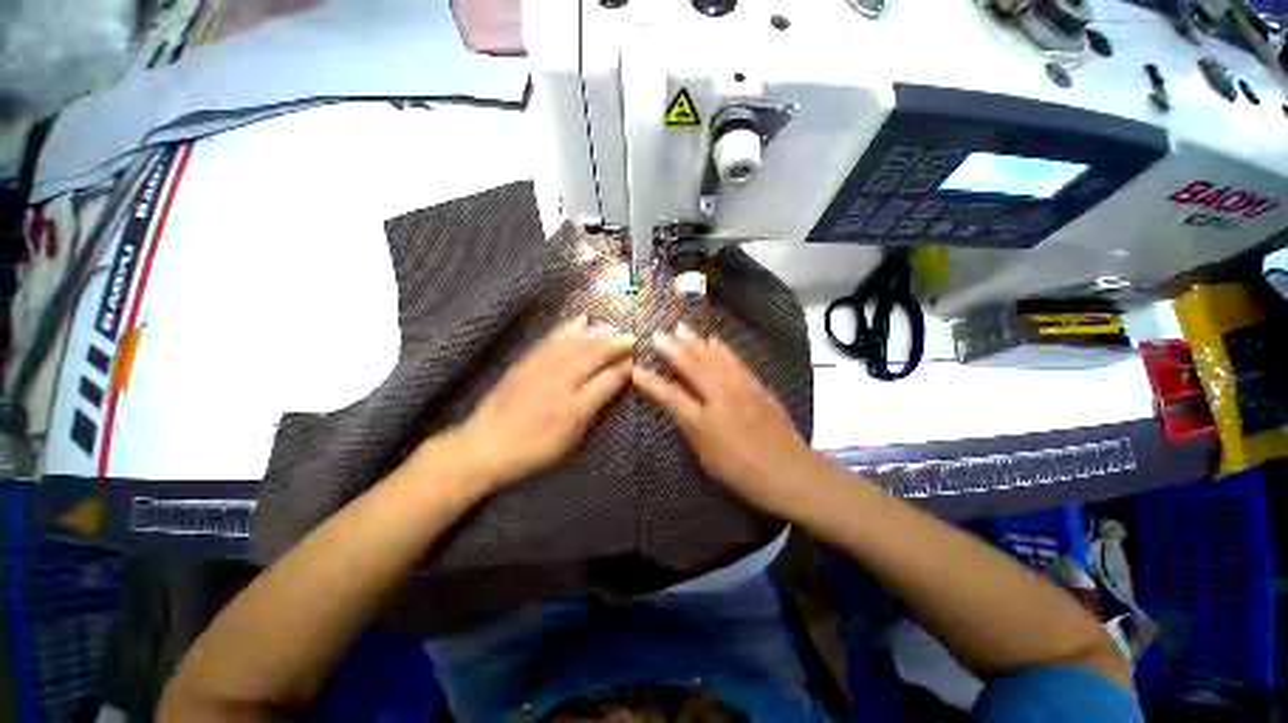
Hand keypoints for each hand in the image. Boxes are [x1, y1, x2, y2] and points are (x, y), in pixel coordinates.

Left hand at [449, 315, 634, 489]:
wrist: (484, 445)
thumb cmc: (533, 449)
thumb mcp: (570, 440)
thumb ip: (593, 411)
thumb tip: (612, 386)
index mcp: (574, 407)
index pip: (608, 379)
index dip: (625, 367)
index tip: (636, 360)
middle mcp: (560, 382)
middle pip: (594, 355)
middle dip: (615, 344)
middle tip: (631, 337)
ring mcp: (541, 368)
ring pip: (575, 343)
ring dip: (597, 333)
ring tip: (612, 327)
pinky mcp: (527, 361)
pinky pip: (552, 339)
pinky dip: (569, 327)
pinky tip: (581, 320)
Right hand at [632, 324, 820, 515]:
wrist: (789, 471)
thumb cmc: (742, 472)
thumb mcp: (707, 458)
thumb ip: (691, 428)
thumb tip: (680, 407)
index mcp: (703, 422)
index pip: (670, 396)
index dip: (651, 382)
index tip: (636, 369)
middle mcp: (720, 398)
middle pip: (692, 367)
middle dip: (672, 349)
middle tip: (658, 334)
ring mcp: (740, 388)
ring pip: (713, 358)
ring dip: (695, 342)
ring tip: (681, 328)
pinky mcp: (756, 385)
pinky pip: (734, 360)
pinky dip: (721, 348)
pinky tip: (713, 339)